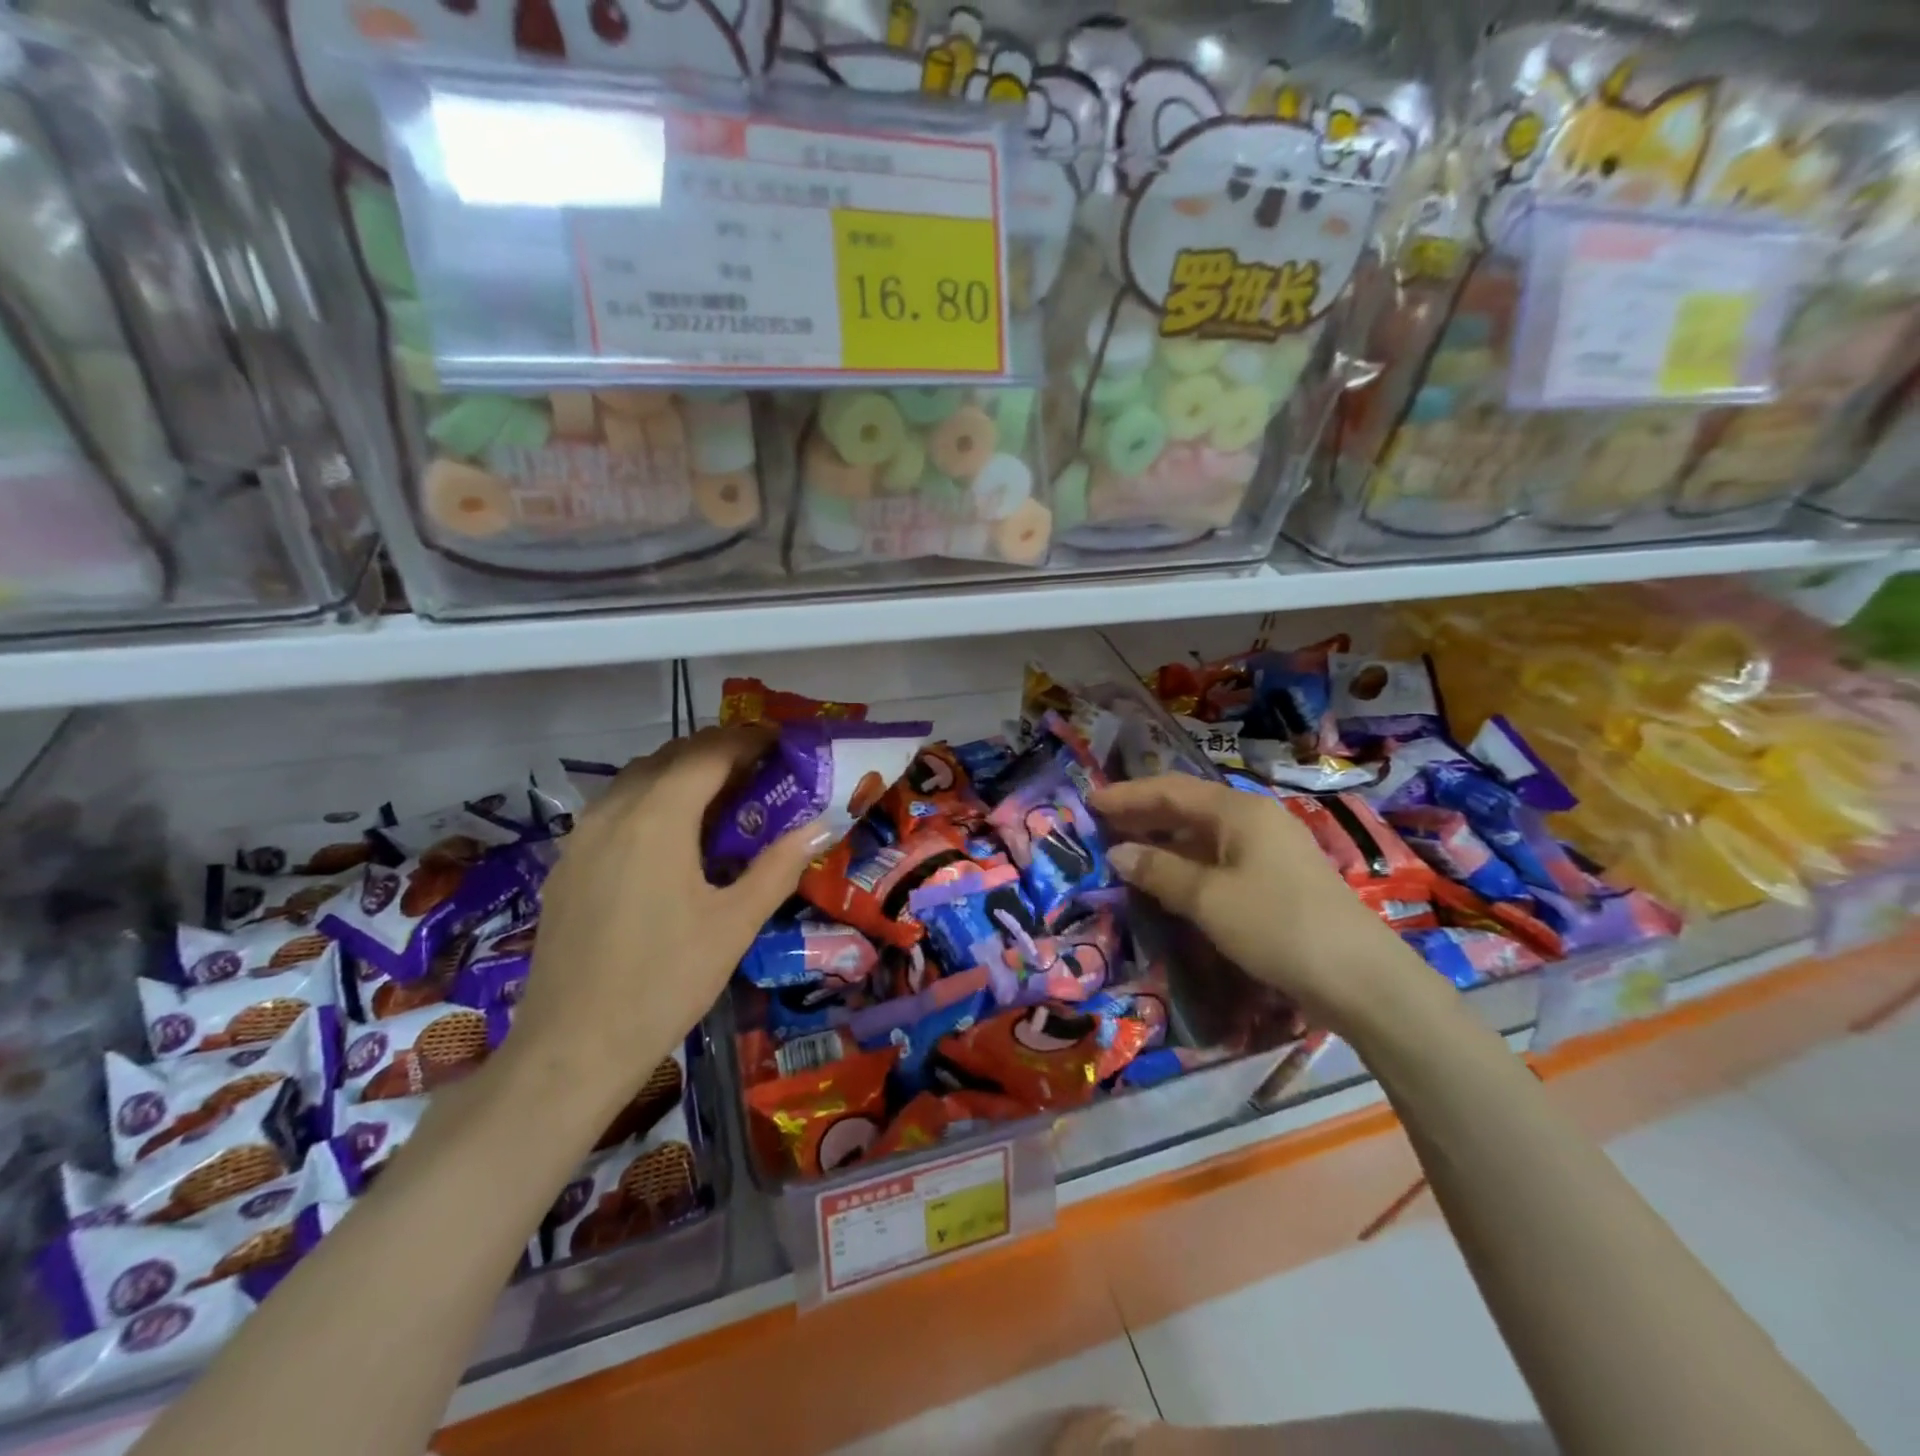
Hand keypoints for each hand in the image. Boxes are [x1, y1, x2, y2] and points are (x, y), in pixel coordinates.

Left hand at [508, 728, 827, 1117]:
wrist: (572, 1050)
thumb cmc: (665, 982)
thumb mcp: (735, 924)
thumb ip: (779, 866)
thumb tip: (821, 826)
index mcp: (657, 818)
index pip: (708, 753)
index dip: (747, 740)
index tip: (781, 741)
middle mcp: (613, 812)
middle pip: (669, 756)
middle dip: (716, 751)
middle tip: (760, 768)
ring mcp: (581, 838)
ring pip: (636, 779)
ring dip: (680, 772)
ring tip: (721, 796)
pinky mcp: (566, 865)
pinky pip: (614, 808)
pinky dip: (651, 799)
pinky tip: (672, 838)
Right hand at [1091, 775, 1431, 1037]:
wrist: (1359, 978)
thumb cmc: (1276, 926)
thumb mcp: (1208, 899)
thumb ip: (1159, 871)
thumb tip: (1118, 852)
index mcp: (1238, 811)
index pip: (1170, 790)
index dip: (1128, 795)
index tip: (1090, 800)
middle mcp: (1254, 819)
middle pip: (1188, 806)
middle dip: (1143, 814)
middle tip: (1101, 824)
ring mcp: (1270, 848)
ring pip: (1204, 833)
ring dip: (1164, 840)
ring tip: (1126, 849)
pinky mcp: (1277, 877)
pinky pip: (1219, 857)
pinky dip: (1187, 862)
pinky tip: (1169, 878)